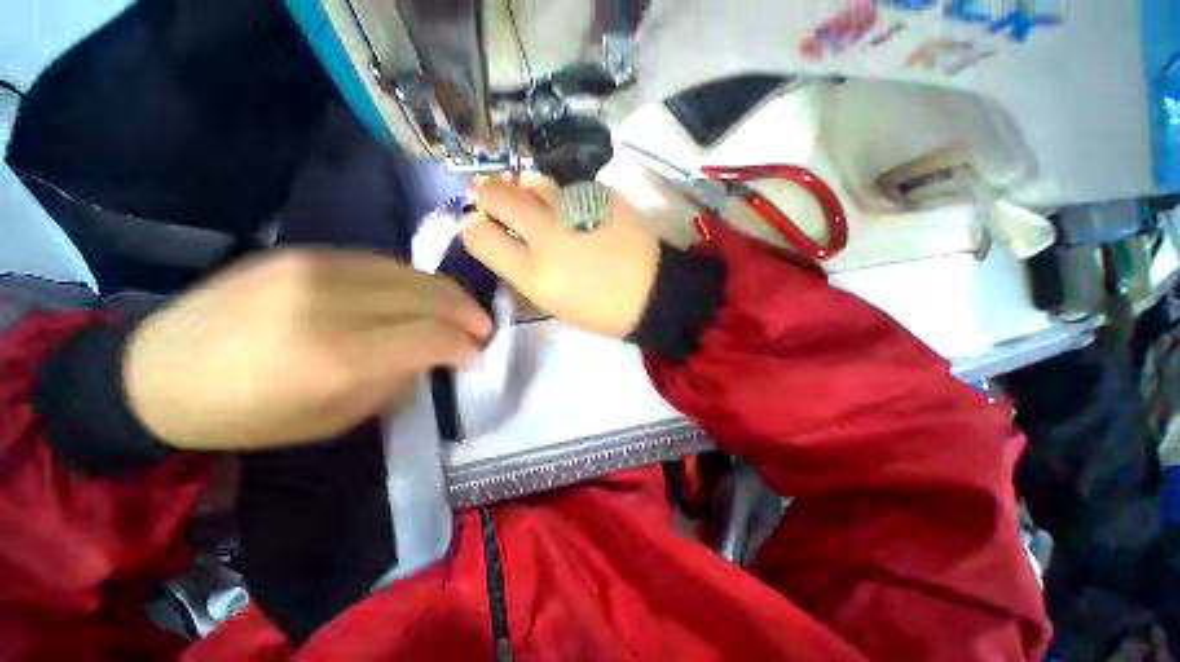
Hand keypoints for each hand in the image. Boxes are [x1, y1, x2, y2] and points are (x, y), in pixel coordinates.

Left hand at [124, 250, 491, 450]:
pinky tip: (421, 294)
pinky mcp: (304, 252)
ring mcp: (317, 268)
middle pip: (428, 296)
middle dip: (466, 312)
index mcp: (337, 355)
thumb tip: (433, 356)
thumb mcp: (333, 420)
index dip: (463, 345)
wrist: (158, 371)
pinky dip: (413, 280)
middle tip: (483, 327)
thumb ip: (394, 381)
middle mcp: (333, 301)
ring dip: (446, 292)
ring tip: (461, 309)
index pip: (431, 337)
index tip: (477, 355)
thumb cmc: (248, 415)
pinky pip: (382, 262)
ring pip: (411, 273)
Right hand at [460, 179, 660, 336]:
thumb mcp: (550, 302)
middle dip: (489, 197)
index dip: (474, 228)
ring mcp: (574, 208)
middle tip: (504, 210)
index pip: (476, 233)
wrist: (653, 292)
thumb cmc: (600, 309)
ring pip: (530, 180)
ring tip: (542, 209)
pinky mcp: (599, 193)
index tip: (484, 230)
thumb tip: (501, 239)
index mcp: (533, 273)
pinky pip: (566, 185)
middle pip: (493, 192)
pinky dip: (562, 196)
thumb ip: (519, 268)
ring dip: (526, 192)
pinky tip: (577, 212)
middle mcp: (546, 234)